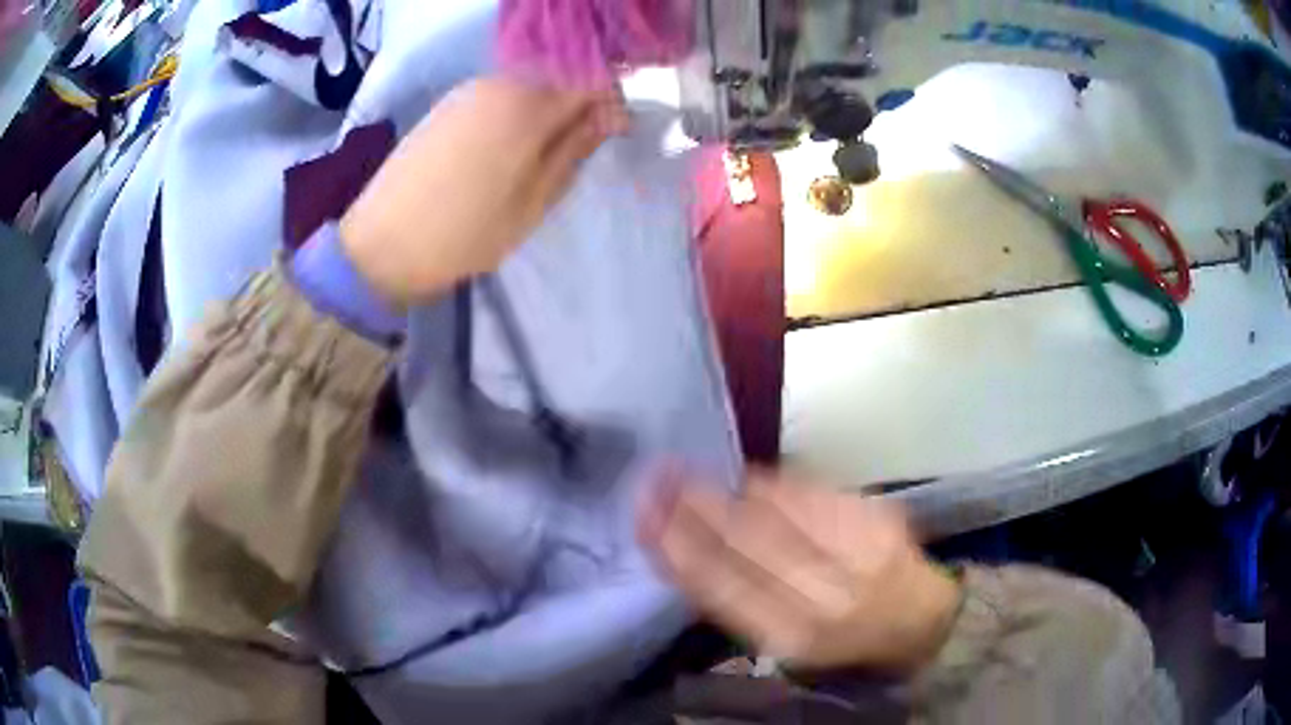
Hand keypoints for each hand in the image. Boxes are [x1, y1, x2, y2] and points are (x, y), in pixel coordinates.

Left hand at [340, 77, 626, 305]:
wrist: (381, 245)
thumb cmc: (465, 233)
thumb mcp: (533, 201)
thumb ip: (574, 149)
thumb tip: (610, 115)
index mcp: (526, 105)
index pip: (591, 81)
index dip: (609, 104)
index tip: (611, 136)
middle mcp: (497, 84)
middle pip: (558, 76)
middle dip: (577, 105)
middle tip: (577, 149)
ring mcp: (467, 92)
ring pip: (527, 85)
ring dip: (545, 109)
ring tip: (540, 154)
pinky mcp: (446, 106)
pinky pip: (498, 95)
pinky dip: (515, 112)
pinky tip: (507, 147)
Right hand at [638, 470, 961, 670]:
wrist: (921, 619)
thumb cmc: (844, 639)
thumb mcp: (787, 638)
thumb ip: (742, 601)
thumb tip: (690, 552)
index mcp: (794, 638)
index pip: (722, 589)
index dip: (678, 549)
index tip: (644, 519)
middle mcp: (824, 599)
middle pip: (745, 544)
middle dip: (692, 509)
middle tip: (654, 479)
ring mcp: (855, 553)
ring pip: (776, 514)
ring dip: (724, 490)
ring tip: (684, 472)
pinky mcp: (877, 519)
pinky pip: (812, 494)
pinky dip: (770, 484)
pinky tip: (742, 477)